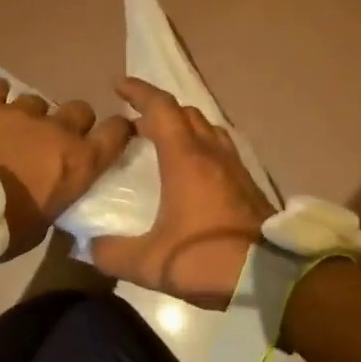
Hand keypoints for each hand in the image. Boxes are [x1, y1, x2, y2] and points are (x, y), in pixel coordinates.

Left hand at [0, 77, 134, 260]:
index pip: (117, 132)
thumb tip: (52, 186)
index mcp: (79, 163)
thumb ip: (57, 195)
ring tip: (12, 131)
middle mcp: (57, 130)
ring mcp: (20, 112)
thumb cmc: (1, 231)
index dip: (118, 131)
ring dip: (31, 116)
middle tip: (52, 141)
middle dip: (71, 123)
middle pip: (80, 109)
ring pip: (38, 100)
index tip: (110, 137)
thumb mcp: (44, 224)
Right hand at [90, 77, 275, 308]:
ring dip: (183, 126)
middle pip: (186, 112)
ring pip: (207, 127)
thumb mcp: (149, 263)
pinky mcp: (248, 183)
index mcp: (185, 159)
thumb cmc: (205, 259)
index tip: (118, 86)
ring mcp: (234, 166)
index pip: (161, 108)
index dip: (138, 91)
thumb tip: (91, 246)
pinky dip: (201, 145)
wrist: (269, 276)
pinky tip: (192, 171)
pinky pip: (221, 148)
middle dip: (158, 110)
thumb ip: (112, 253)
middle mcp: (211, 153)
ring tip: (163, 143)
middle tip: (135, 124)